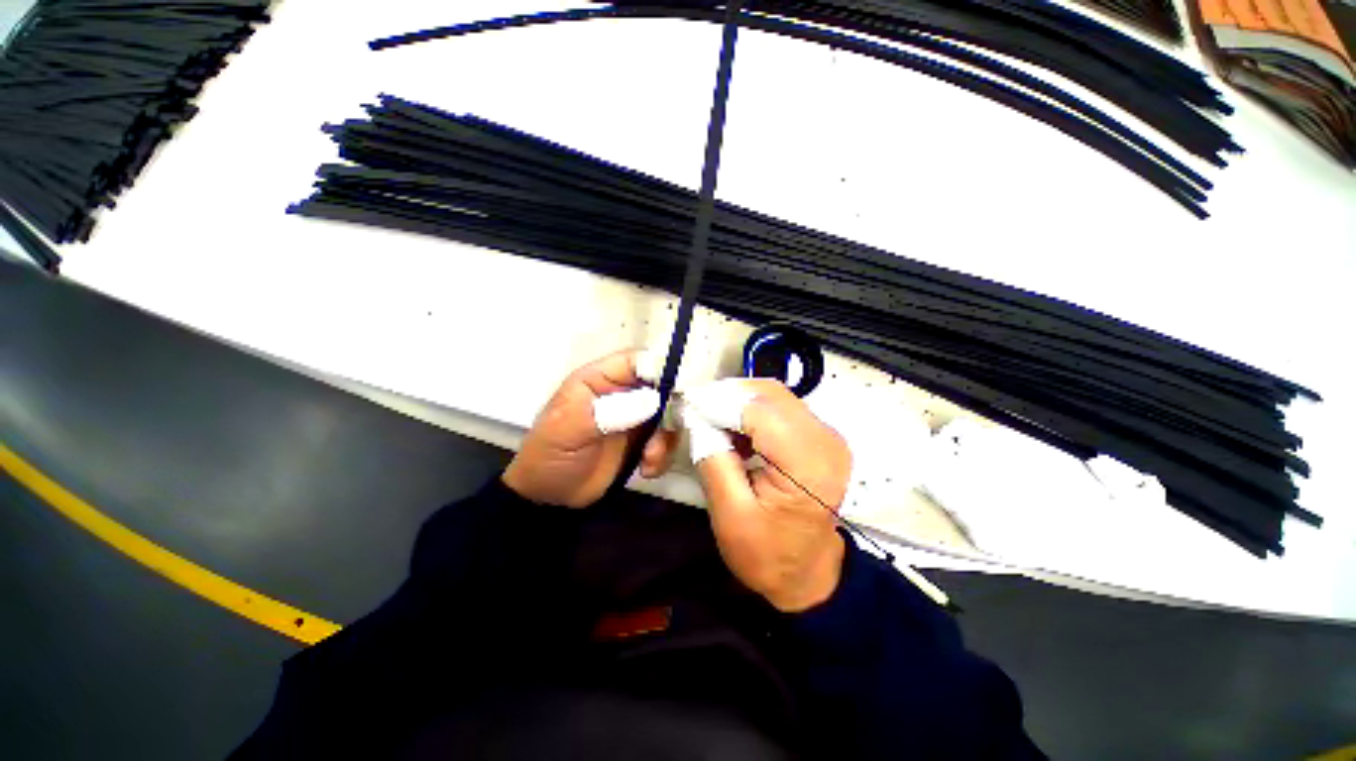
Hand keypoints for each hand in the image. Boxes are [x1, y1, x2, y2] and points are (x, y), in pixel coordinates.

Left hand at [503, 349, 679, 507]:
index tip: (679, 390)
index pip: (637, 361)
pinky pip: (666, 440)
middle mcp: (623, 392)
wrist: (549, 497)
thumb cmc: (550, 455)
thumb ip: (608, 412)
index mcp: (600, 379)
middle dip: (670, 410)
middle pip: (663, 386)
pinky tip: (647, 469)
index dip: (661, 368)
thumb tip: (653, 400)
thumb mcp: (569, 429)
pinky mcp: (643, 439)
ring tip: (650, 458)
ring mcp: (635, 416)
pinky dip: (663, 455)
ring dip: (666, 438)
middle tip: (665, 434)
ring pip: (669, 414)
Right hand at [684, 379, 851, 611]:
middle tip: (694, 411)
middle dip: (726, 396)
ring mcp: (826, 434)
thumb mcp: (729, 514)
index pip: (757, 410)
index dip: (718, 402)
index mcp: (808, 463)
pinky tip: (734, 430)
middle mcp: (825, 438)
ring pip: (772, 395)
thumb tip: (697, 416)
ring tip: (710, 421)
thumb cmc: (768, 554)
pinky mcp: (819, 435)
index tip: (685, 406)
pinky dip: (751, 410)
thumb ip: (712, 458)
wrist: (808, 574)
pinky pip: (779, 407)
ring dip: (737, 401)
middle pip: (767, 393)